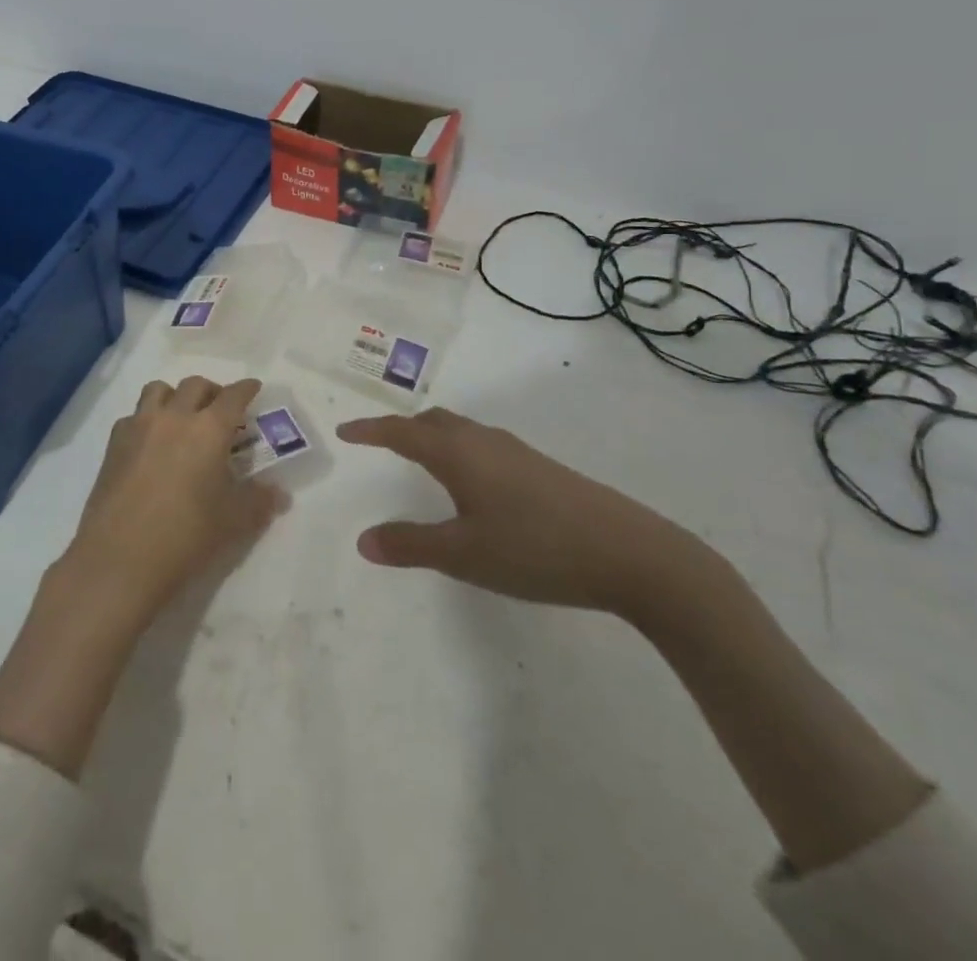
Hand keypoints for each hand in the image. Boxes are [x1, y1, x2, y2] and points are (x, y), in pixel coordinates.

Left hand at [64, 376, 288, 627]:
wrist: (120, 558)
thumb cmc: (186, 536)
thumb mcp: (233, 522)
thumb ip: (259, 501)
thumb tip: (279, 493)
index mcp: (209, 429)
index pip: (233, 396)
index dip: (246, 389)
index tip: (253, 387)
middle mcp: (174, 417)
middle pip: (195, 385)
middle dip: (212, 391)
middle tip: (221, 410)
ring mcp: (139, 426)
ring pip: (158, 390)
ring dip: (176, 396)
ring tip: (183, 417)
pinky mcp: (114, 444)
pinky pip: (134, 416)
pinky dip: (147, 419)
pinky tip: (151, 444)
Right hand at [338, 408, 699, 620]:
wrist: (631, 553)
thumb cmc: (535, 548)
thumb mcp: (464, 555)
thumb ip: (411, 546)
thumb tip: (363, 540)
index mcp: (459, 454)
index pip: (402, 432)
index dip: (371, 430)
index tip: (345, 431)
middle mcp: (485, 442)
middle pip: (434, 422)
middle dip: (402, 429)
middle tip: (381, 444)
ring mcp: (518, 453)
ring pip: (462, 432)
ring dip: (434, 438)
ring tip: (421, 461)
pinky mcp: (542, 469)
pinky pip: (484, 446)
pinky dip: (460, 452)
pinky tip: (474, 485)